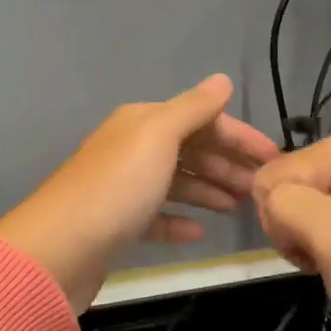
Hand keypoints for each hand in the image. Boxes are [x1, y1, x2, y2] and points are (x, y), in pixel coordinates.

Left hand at [0, 75, 278, 313]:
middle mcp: (131, 148)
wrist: (58, 251)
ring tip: (239, 207)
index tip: (273, 158)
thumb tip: (222, 80)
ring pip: (175, 182)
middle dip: (226, 164)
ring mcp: (122, 188)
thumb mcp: (158, 137)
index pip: (200, 119)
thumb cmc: (116, 187)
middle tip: (259, 188)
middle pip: (189, 149)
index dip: (238, 136)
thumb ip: (193, 108)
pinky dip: (179, 221)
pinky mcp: (116, 225)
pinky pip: (156, 217)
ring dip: (208, 190)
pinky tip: (200, 232)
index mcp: (141, 122)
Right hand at [252, 132, 330, 330]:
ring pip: (304, 203)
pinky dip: (327, 241)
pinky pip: (328, 215)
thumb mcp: (329, 237)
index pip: (270, 176)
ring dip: (308, 237)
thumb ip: (284, 202)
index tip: (309, 250)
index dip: (278, 218)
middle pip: (287, 185)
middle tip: (325, 259)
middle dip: (293, 226)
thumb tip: (270, 196)